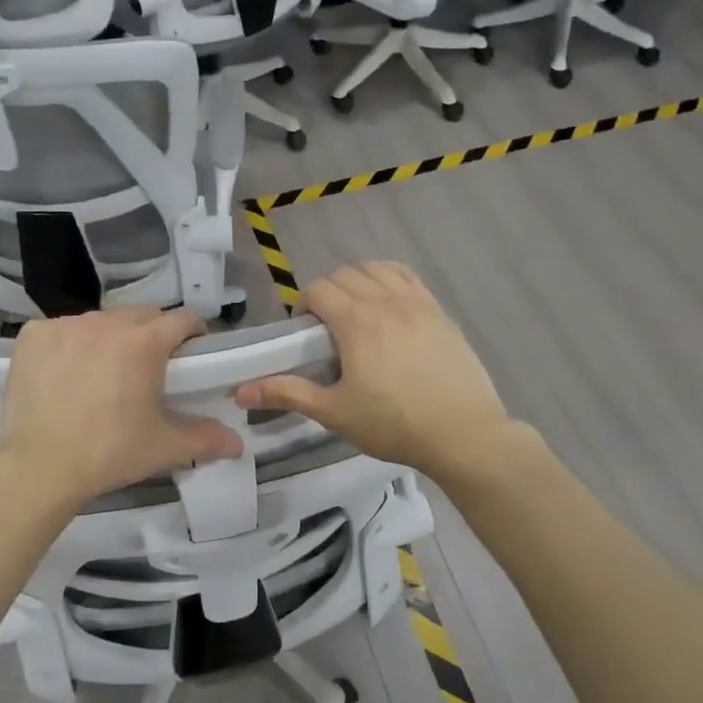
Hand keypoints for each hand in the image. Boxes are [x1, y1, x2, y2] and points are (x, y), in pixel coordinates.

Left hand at [0, 307, 242, 507]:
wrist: (40, 468)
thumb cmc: (110, 453)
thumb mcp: (164, 447)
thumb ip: (206, 439)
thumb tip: (237, 443)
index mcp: (145, 342)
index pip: (183, 319)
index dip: (193, 334)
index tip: (192, 354)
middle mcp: (107, 322)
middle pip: (142, 315)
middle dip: (152, 334)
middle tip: (150, 368)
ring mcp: (66, 325)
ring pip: (101, 320)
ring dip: (111, 337)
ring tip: (105, 371)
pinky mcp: (33, 335)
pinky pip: (62, 329)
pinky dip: (70, 343)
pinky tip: (66, 372)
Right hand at [234, 262, 514, 475]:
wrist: (462, 433)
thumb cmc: (393, 424)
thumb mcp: (334, 412)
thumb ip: (287, 394)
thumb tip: (240, 392)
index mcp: (356, 322)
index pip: (319, 290)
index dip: (304, 304)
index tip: (304, 332)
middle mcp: (386, 301)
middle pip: (346, 274)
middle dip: (328, 292)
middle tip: (327, 327)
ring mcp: (417, 303)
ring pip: (378, 269)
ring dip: (358, 280)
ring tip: (357, 310)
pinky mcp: (440, 311)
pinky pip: (408, 277)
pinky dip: (389, 278)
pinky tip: (389, 303)